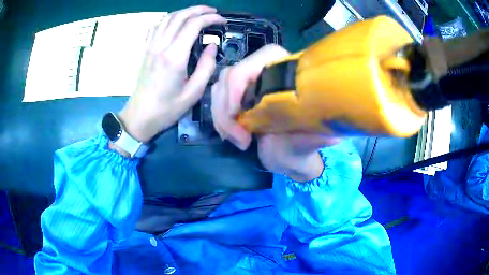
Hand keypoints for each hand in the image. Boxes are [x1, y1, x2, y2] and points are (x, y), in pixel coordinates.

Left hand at [118, 6, 225, 142]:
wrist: (140, 116)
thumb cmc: (167, 109)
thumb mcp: (193, 92)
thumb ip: (206, 66)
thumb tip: (211, 46)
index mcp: (174, 57)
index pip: (193, 25)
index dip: (210, 18)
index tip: (222, 21)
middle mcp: (161, 46)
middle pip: (180, 16)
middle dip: (199, 10)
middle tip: (213, 12)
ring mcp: (150, 46)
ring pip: (167, 18)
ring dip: (184, 12)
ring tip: (197, 14)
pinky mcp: (145, 50)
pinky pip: (156, 27)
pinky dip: (168, 20)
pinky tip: (175, 23)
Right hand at [212, 45, 338, 181]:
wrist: (285, 156)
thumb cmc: (298, 147)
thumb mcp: (306, 143)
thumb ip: (314, 137)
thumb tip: (332, 135)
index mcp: (290, 73)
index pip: (262, 56)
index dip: (241, 80)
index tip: (237, 113)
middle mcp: (268, 71)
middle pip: (232, 73)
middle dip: (227, 109)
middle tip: (241, 139)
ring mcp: (249, 83)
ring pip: (220, 87)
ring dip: (222, 117)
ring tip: (240, 141)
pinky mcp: (236, 96)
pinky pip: (216, 100)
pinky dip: (219, 120)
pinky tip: (232, 136)